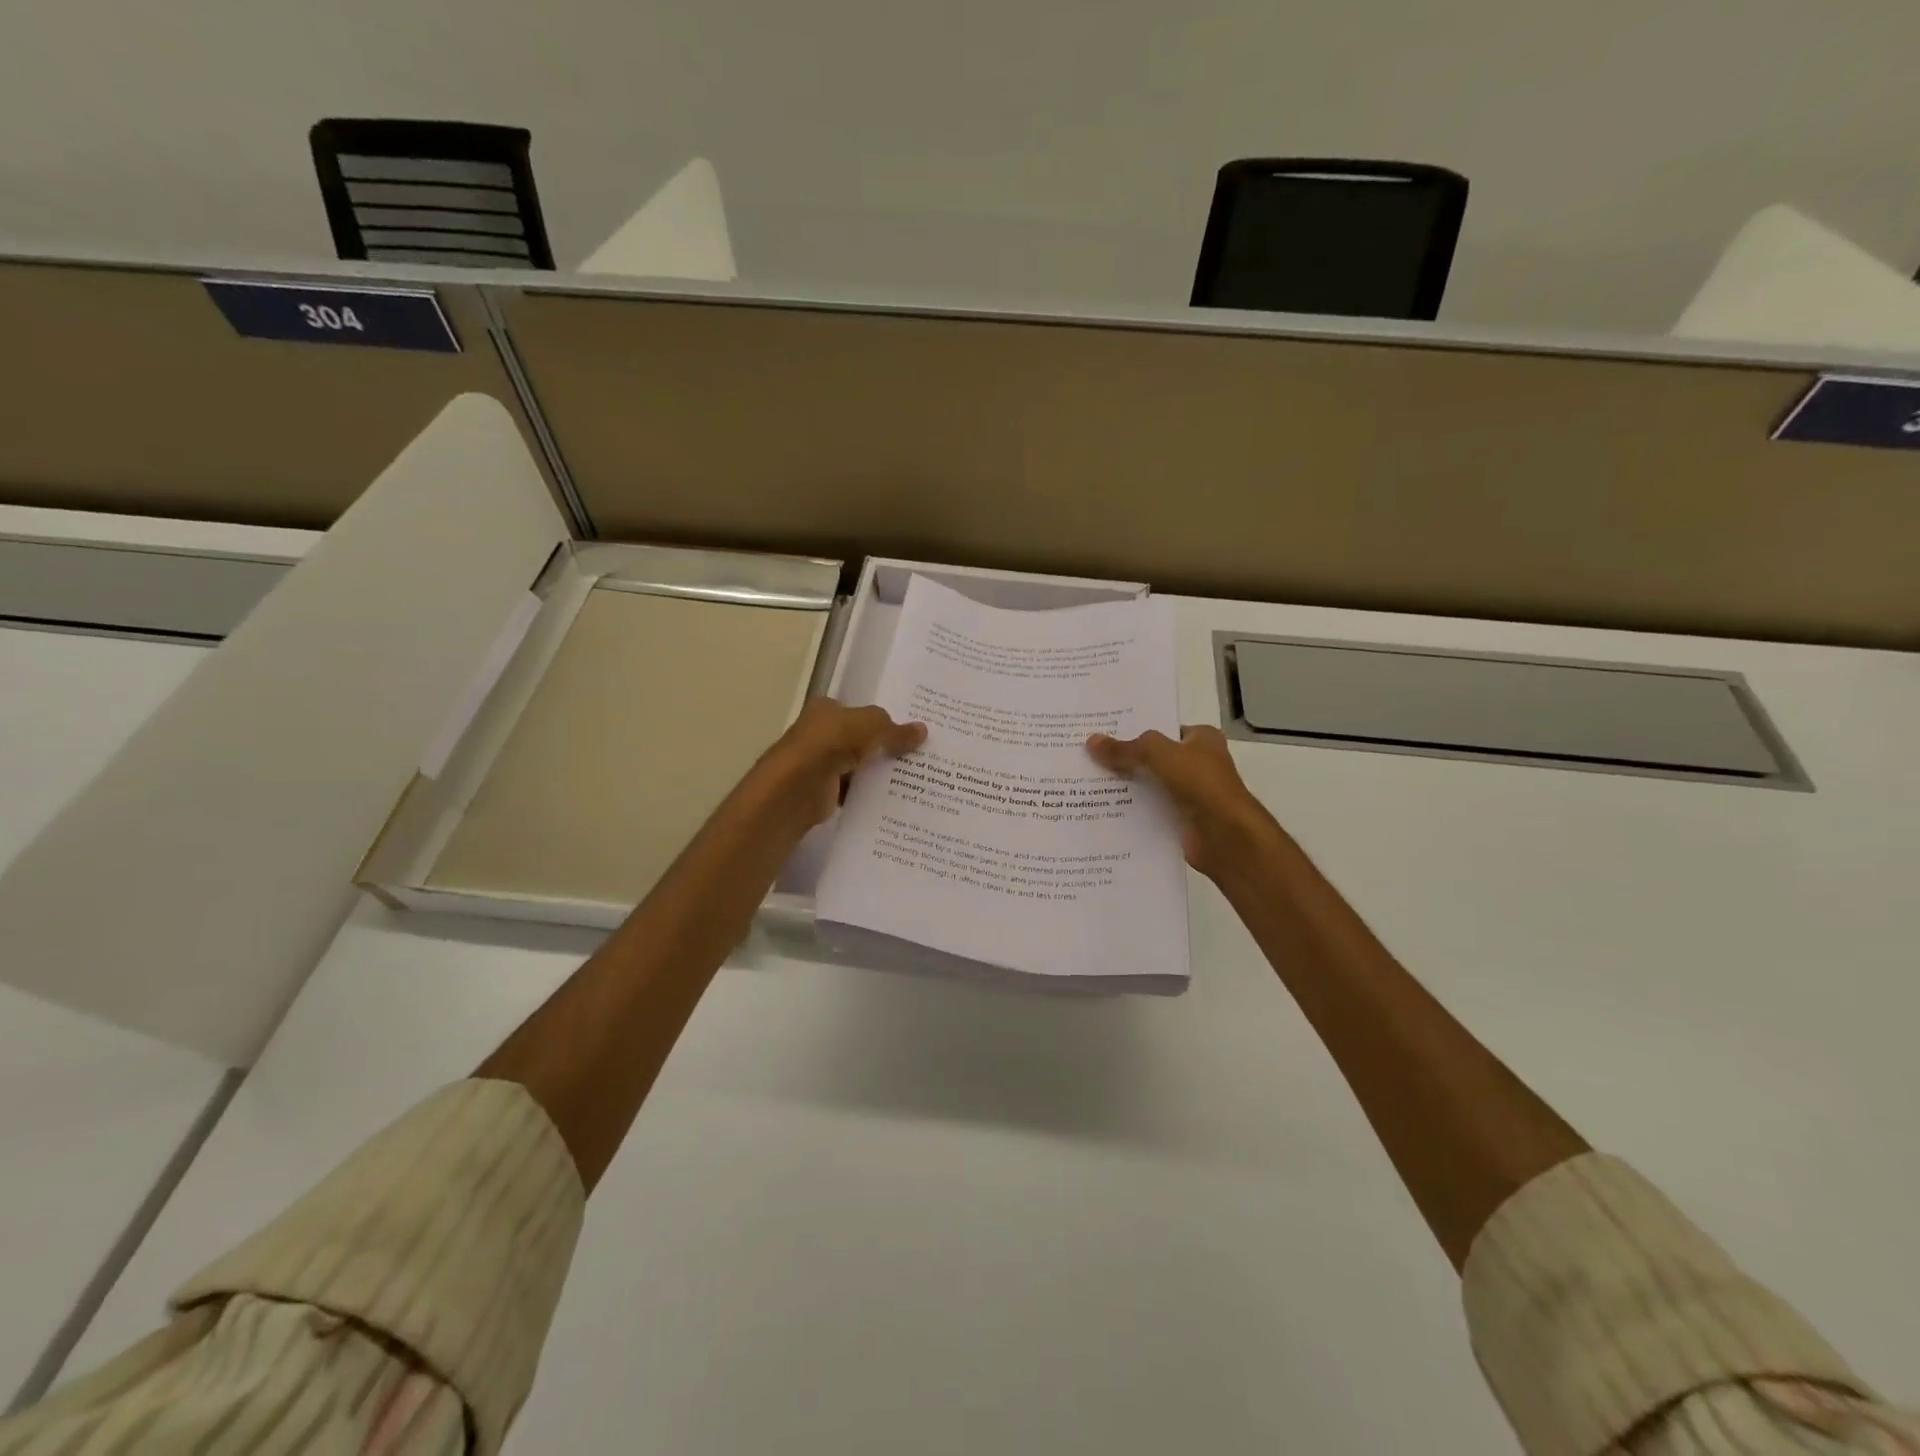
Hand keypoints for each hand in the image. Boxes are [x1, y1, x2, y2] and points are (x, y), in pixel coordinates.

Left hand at [751, 698, 926, 839]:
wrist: (796, 789)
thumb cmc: (830, 744)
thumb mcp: (870, 726)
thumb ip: (895, 729)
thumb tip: (923, 730)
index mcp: (826, 710)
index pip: (858, 711)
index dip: (882, 719)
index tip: (911, 730)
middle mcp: (820, 734)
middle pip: (860, 739)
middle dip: (885, 747)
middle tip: (921, 754)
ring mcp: (820, 764)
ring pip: (858, 766)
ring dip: (879, 772)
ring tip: (916, 777)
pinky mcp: (823, 792)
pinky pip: (854, 790)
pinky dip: (869, 794)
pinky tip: (893, 798)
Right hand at [1087, 725, 1288, 883]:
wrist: (1226, 836)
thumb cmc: (1200, 783)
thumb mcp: (1158, 754)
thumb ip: (1125, 748)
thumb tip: (1091, 741)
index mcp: (1201, 739)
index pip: (1162, 729)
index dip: (1134, 730)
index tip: (1101, 732)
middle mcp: (1196, 764)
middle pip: (1151, 758)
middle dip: (1123, 759)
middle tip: (1085, 756)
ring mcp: (1189, 794)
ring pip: (1148, 785)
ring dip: (1124, 787)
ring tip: (1084, 782)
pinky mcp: (1179, 820)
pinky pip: (1148, 810)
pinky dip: (1129, 811)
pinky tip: (1100, 809)